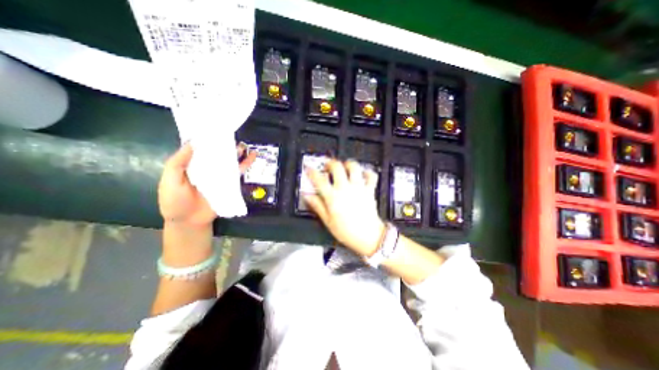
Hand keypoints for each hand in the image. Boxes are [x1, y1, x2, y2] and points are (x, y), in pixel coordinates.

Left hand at [158, 142, 255, 227]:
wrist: (190, 221)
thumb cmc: (176, 201)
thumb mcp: (170, 181)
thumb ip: (178, 163)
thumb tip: (192, 144)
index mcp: (191, 164)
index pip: (200, 148)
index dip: (206, 138)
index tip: (213, 127)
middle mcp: (207, 167)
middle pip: (217, 152)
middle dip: (224, 143)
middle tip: (231, 133)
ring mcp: (219, 175)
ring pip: (230, 160)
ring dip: (237, 152)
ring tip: (243, 144)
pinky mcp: (230, 182)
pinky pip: (239, 171)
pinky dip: (246, 164)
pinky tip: (253, 156)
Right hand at [304, 159, 387, 256]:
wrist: (368, 236)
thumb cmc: (347, 231)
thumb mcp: (328, 221)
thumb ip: (317, 206)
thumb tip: (307, 196)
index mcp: (333, 197)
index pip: (319, 180)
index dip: (312, 172)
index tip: (309, 169)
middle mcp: (345, 189)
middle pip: (337, 167)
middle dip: (330, 163)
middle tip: (328, 167)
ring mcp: (358, 188)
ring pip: (354, 167)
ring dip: (348, 164)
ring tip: (344, 167)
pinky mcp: (369, 190)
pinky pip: (371, 176)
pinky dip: (367, 173)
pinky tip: (362, 175)